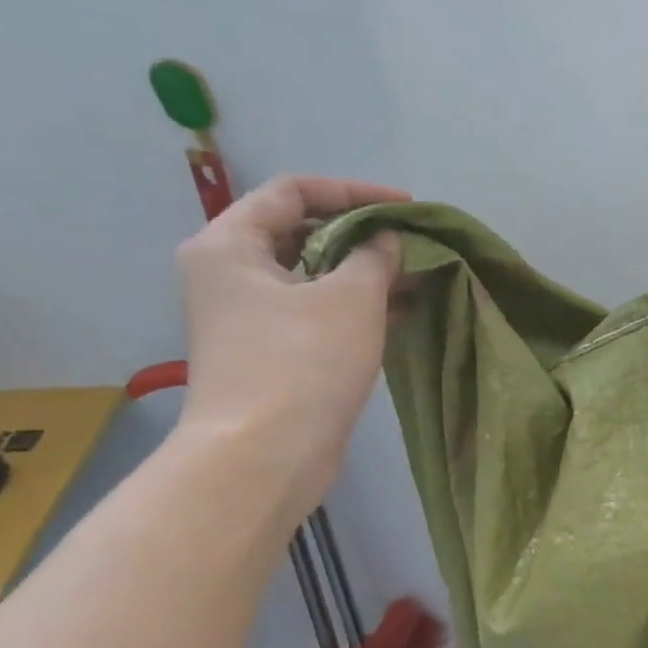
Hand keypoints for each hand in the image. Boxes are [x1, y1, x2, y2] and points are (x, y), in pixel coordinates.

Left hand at [172, 175, 407, 517]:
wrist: (263, 456)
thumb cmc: (302, 362)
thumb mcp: (351, 297)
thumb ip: (375, 255)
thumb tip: (386, 240)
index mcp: (230, 245)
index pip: (294, 191)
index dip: (355, 192)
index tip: (407, 207)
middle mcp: (230, 272)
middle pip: (301, 230)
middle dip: (362, 233)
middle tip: (411, 242)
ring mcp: (249, 315)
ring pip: (313, 274)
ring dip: (364, 271)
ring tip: (416, 275)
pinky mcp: (270, 350)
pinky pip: (316, 309)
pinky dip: (355, 304)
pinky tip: (402, 310)